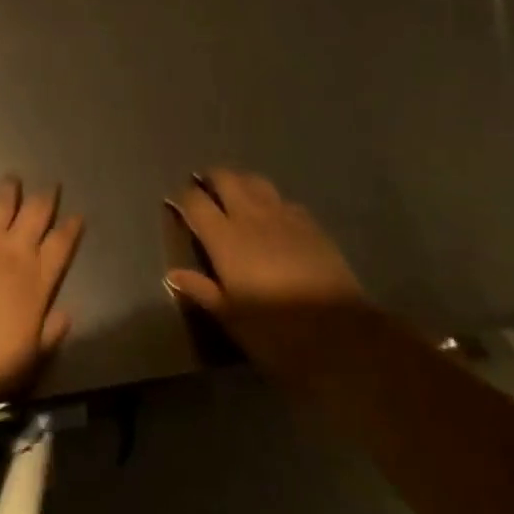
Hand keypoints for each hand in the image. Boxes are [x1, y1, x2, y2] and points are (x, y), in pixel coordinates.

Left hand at [0, 177, 82, 407]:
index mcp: (37, 279)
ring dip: (8, 190)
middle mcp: (14, 252)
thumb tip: (67, 314)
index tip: (77, 215)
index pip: (61, 246)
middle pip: (36, 214)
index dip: (71, 228)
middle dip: (45, 199)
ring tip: (12, 179)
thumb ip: (50, 333)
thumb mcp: (30, 357)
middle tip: (51, 186)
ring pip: (1, 204)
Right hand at [165, 169, 368, 376]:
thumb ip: (202, 290)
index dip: (182, 198)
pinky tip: (273, 217)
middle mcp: (250, 216)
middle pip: (225, 178)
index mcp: (225, 238)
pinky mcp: (310, 222)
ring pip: (254, 180)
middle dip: (210, 179)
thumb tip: (172, 274)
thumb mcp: (232, 318)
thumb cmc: (276, 333)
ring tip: (235, 195)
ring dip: (240, 182)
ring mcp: (283, 215)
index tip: (176, 204)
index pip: (195, 202)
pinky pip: (282, 199)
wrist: (340, 336)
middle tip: (204, 190)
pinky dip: (270, 201)